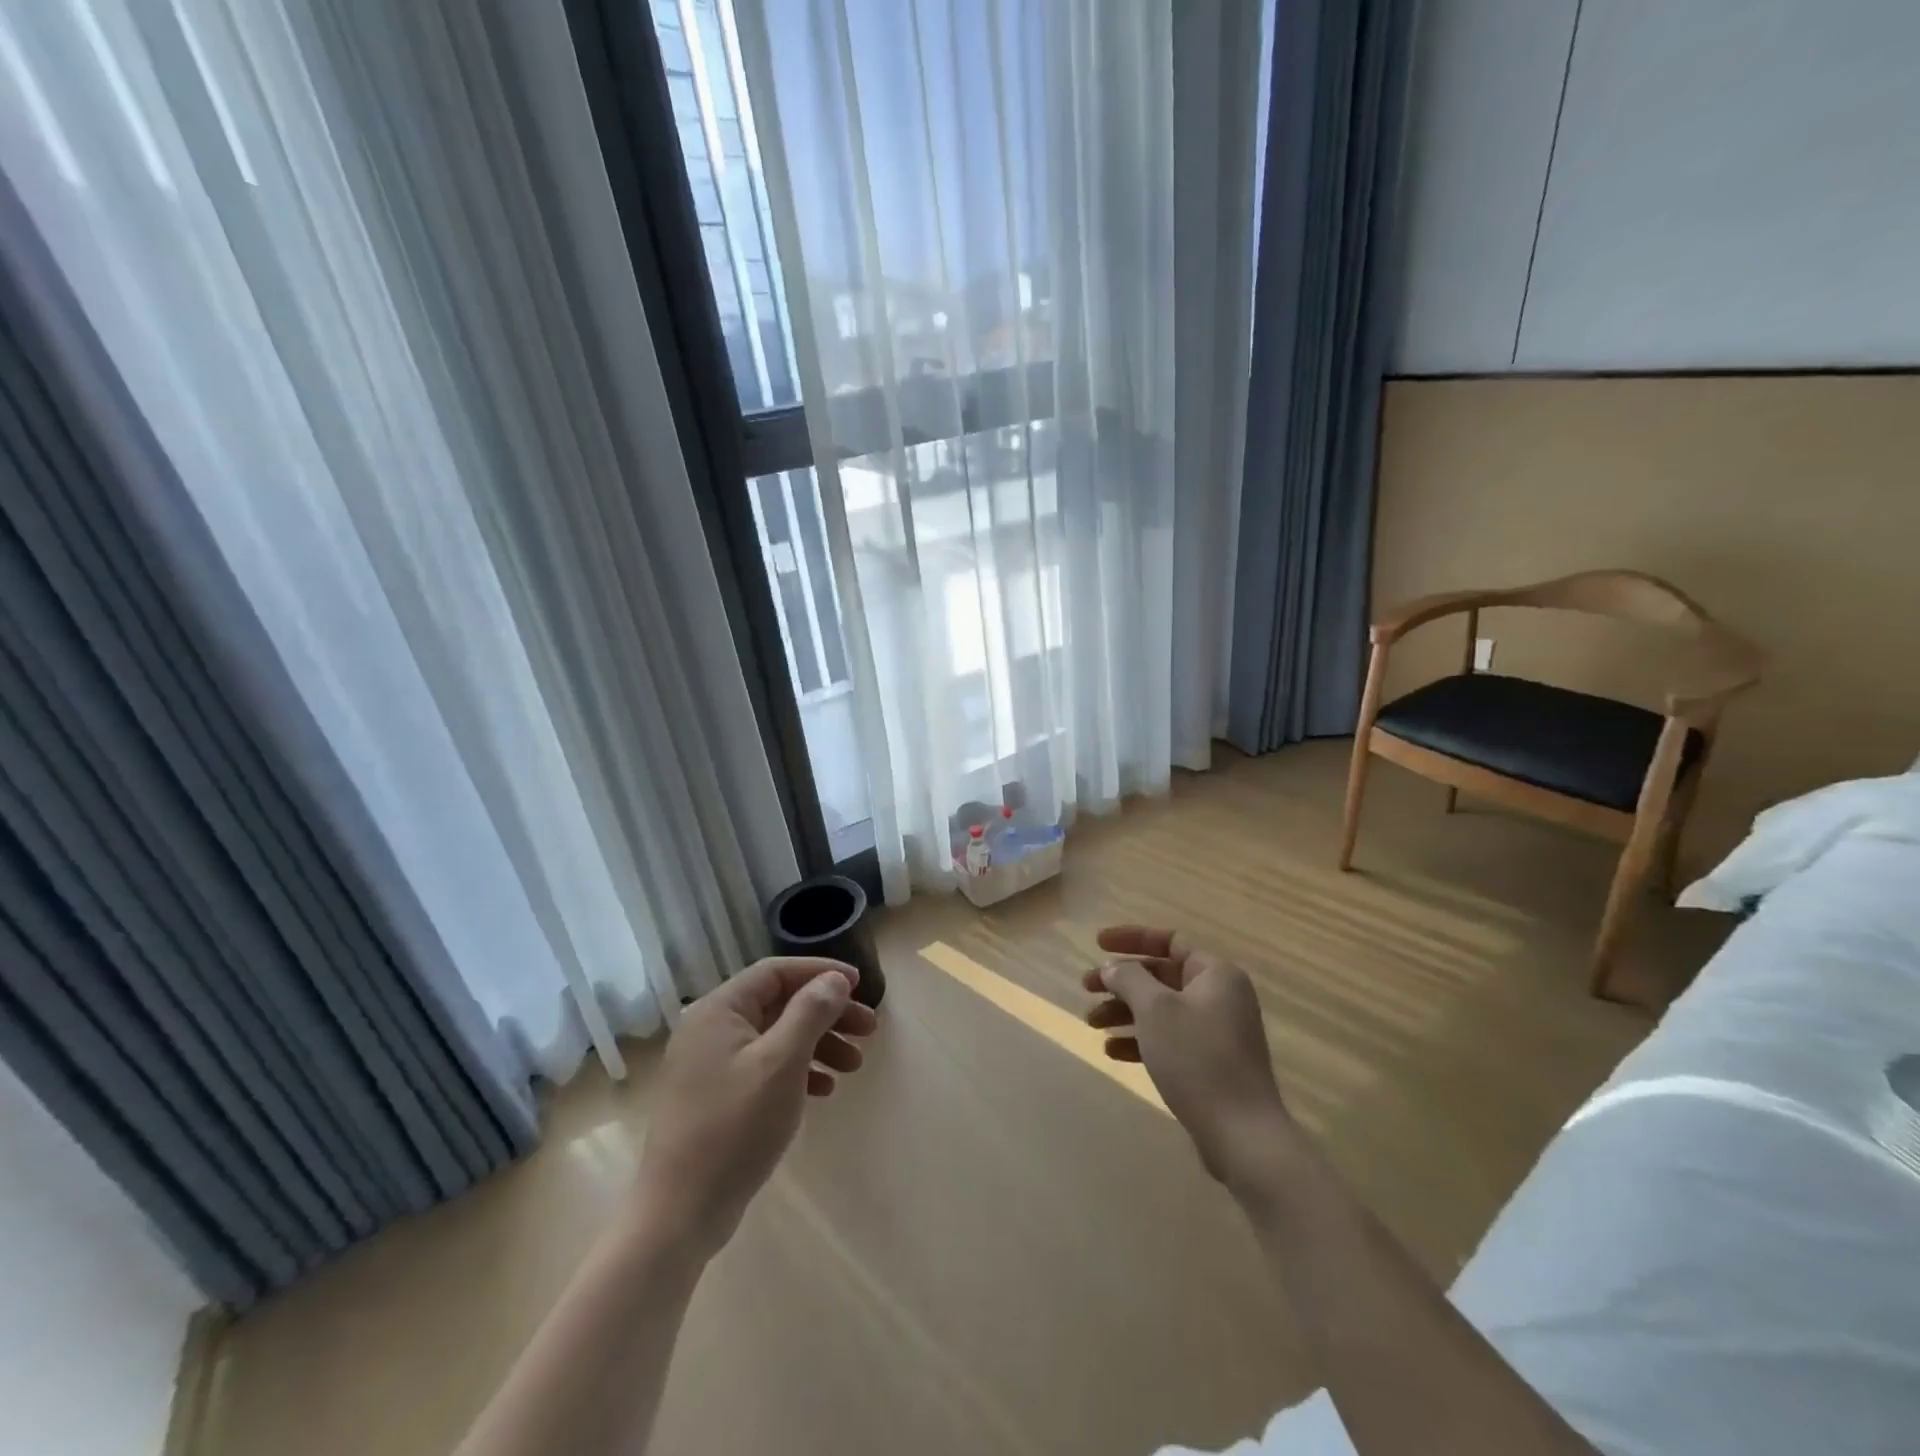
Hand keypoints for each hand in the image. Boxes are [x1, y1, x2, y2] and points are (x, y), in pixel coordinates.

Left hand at [635, 958, 876, 1258]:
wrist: (680, 1214)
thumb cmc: (734, 1128)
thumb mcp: (781, 1064)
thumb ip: (810, 1013)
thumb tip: (834, 979)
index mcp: (719, 1010)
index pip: (776, 972)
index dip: (820, 973)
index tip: (860, 984)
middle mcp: (711, 1029)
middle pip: (779, 1004)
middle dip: (827, 1013)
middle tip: (869, 1030)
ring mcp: (711, 1065)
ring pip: (776, 1037)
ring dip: (818, 1044)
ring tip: (855, 1065)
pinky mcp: (716, 1097)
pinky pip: (765, 1067)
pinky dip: (798, 1071)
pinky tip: (825, 1090)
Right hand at [1082, 926, 1292, 1187]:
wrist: (1242, 1135)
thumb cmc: (1197, 1059)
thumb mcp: (1155, 1010)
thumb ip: (1129, 979)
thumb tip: (1112, 967)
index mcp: (1216, 973)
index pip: (1169, 940)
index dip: (1131, 938)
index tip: (1097, 944)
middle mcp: (1220, 996)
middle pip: (1161, 976)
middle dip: (1121, 982)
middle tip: (1086, 988)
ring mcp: (1217, 1032)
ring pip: (1161, 1009)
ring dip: (1124, 1012)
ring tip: (1091, 1024)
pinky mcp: (1210, 1063)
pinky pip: (1169, 1039)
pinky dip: (1141, 1039)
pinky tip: (1113, 1052)